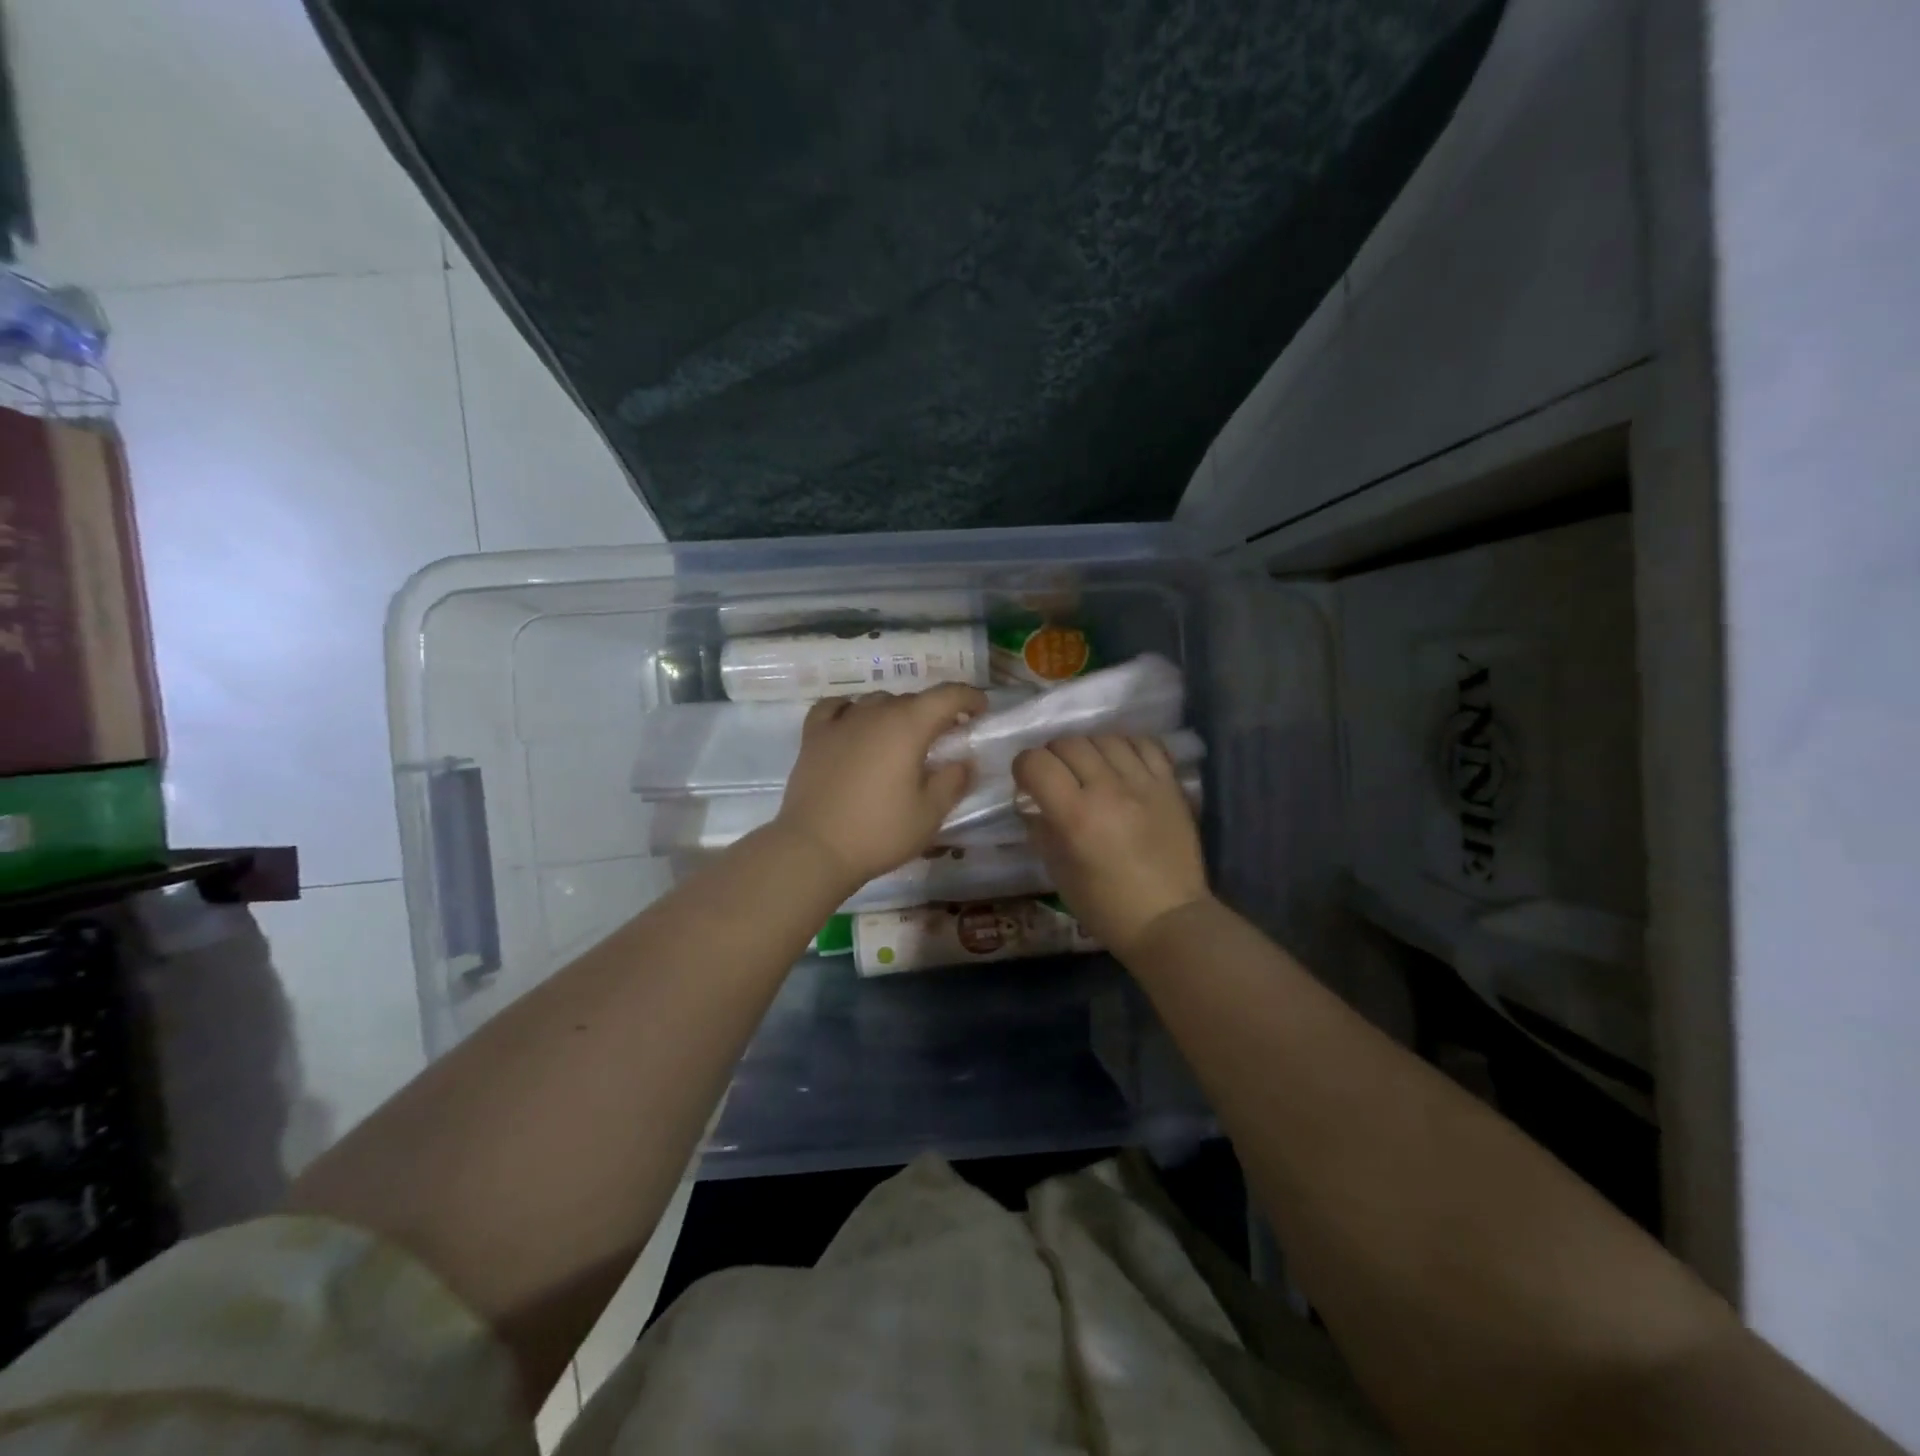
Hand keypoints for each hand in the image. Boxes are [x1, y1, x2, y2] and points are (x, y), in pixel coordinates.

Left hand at [775, 684, 986, 888]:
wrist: (815, 849)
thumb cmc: (879, 832)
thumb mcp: (930, 814)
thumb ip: (953, 781)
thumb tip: (963, 762)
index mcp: (908, 726)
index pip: (946, 695)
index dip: (969, 697)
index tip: (981, 709)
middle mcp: (875, 713)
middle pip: (912, 700)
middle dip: (934, 712)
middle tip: (945, 736)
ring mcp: (841, 722)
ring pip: (876, 702)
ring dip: (896, 713)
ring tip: (901, 737)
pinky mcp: (814, 736)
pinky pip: (836, 708)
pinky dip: (851, 709)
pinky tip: (854, 723)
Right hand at [1013, 735, 1209, 957]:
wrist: (1168, 919)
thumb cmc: (1105, 906)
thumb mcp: (1058, 871)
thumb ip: (1041, 829)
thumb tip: (1032, 802)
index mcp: (1075, 815)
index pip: (1036, 762)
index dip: (1024, 768)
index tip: (1027, 782)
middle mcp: (1108, 790)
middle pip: (1069, 743)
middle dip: (1053, 756)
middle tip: (1057, 777)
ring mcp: (1143, 783)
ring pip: (1105, 738)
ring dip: (1089, 749)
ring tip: (1090, 769)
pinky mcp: (1170, 785)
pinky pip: (1145, 744)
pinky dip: (1126, 746)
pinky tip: (1121, 763)